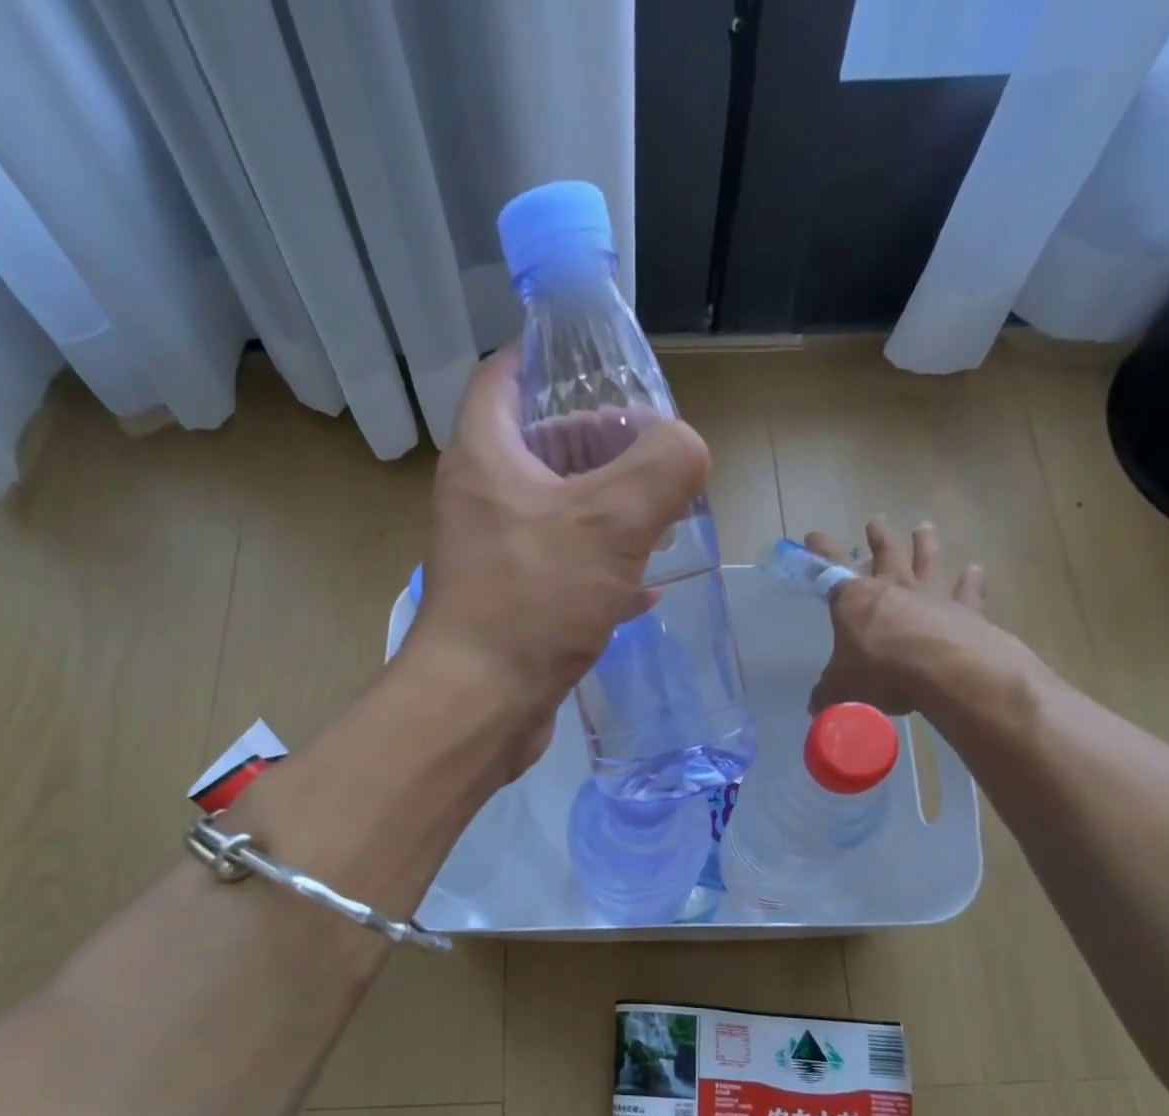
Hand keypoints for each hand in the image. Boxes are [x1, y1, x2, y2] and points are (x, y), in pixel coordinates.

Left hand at [405, 346, 711, 770]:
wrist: (480, 704)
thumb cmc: (534, 599)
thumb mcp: (611, 522)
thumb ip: (662, 468)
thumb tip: (688, 447)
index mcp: (487, 457)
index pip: (505, 376)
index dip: (549, 358)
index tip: (603, 365)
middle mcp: (482, 500)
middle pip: (542, 445)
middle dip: (602, 443)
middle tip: (658, 453)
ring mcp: (494, 556)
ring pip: (558, 512)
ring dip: (609, 509)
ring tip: (664, 513)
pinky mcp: (512, 605)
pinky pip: (563, 571)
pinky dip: (602, 570)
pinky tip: (644, 587)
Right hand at [807, 517, 1003, 716]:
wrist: (946, 671)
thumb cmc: (882, 672)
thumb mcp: (842, 688)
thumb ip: (828, 692)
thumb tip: (815, 706)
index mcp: (855, 600)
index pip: (831, 570)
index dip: (821, 553)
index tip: (813, 535)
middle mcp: (893, 589)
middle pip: (885, 554)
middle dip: (879, 538)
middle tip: (876, 521)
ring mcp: (932, 596)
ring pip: (927, 561)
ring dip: (924, 544)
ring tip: (924, 527)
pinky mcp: (966, 610)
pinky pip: (968, 590)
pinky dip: (971, 580)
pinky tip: (975, 569)